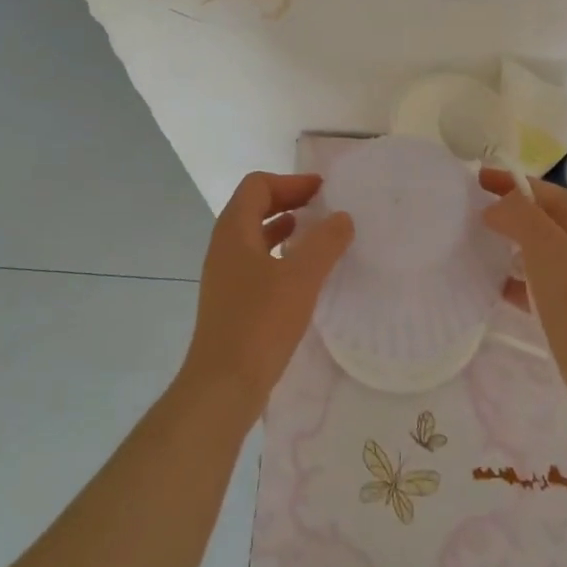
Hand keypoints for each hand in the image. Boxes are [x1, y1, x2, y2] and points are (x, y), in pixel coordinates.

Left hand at [181, 172, 354, 417]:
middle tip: (324, 207)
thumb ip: (325, 242)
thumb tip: (342, 217)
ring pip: (255, 236)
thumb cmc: (261, 322)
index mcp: (234, 230)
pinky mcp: (231, 300)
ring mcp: (225, 274)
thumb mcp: (302, 277)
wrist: (224, 384)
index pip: (258, 185)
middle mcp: (224, 246)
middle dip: (289, 201)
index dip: (290, 182)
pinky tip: (302, 273)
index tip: (322, 191)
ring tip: (317, 235)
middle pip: (254, 207)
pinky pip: (256, 261)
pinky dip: (280, 255)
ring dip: (285, 228)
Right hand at [479, 169, 566, 408]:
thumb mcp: (543, 241)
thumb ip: (517, 213)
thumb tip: (494, 208)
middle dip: (506, 212)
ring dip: (506, 244)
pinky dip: (511, 279)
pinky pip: (531, 282)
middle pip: (537, 217)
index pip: (540, 189)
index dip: (508, 181)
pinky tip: (488, 283)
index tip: (475, 179)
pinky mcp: (565, 304)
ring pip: (533, 249)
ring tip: (472, 244)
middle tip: (469, 211)